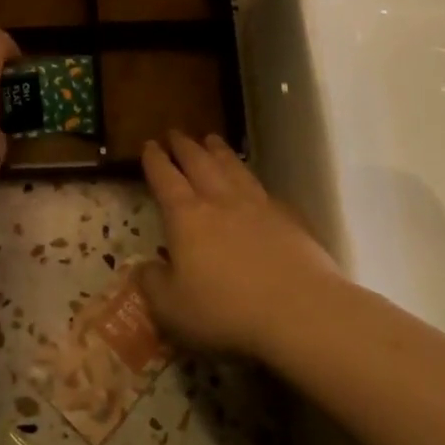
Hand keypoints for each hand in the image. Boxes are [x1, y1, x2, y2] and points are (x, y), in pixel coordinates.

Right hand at [137, 132, 342, 358]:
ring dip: (219, 152)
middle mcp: (220, 202)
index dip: (155, 161)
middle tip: (176, 133)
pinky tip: (253, 182)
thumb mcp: (171, 308)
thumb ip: (152, 284)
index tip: (149, 145)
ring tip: (211, 140)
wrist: (299, 311)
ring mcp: (258, 206)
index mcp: (186, 217)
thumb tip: (145, 268)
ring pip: (233, 168)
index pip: (165, 179)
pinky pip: (264, 189)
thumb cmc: (226, 311)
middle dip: (184, 147)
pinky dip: (252, 179)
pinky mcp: (289, 218)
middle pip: (199, 163)